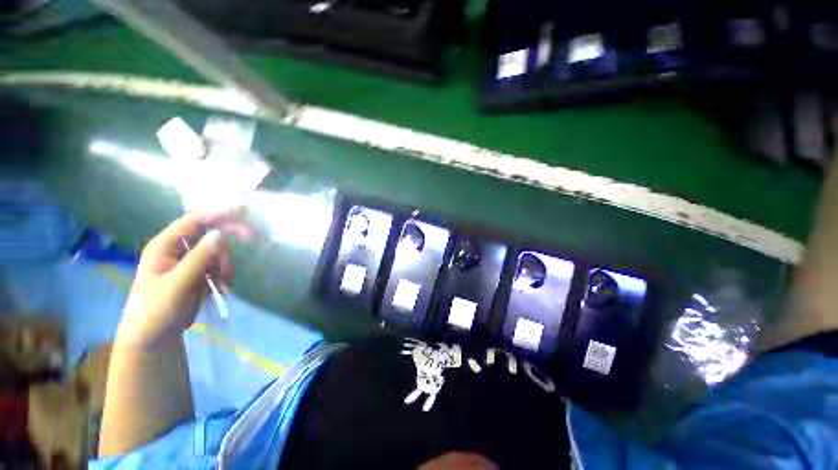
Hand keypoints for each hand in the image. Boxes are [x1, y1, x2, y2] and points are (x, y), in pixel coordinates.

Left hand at [117, 209, 250, 348]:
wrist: (154, 336)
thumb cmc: (156, 309)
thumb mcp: (177, 284)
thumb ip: (199, 258)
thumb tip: (220, 233)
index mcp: (164, 246)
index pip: (192, 221)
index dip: (216, 212)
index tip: (242, 209)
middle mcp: (177, 249)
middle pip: (209, 233)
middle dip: (230, 237)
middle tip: (254, 237)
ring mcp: (189, 261)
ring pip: (218, 251)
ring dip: (226, 264)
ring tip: (222, 283)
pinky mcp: (199, 272)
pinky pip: (219, 265)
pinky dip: (225, 274)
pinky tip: (222, 288)